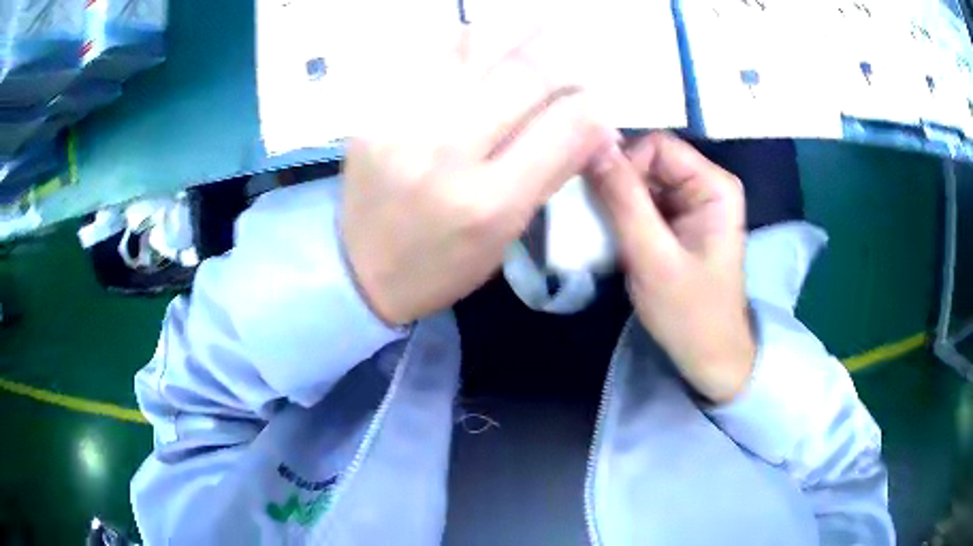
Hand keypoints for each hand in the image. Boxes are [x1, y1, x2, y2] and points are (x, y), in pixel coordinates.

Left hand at [341, 27, 614, 325]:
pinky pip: (430, 55)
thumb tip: (595, 127)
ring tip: (541, 20)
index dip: (593, 108)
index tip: (597, 104)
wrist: (357, 269)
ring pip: (476, 48)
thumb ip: (552, 175)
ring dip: (518, 29)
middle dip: (563, 59)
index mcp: (489, 202)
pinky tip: (487, 38)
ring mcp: (402, 123)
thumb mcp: (505, 238)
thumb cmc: (440, 266)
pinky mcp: (374, 110)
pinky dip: (468, 39)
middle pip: (524, 74)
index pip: (565, 126)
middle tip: (573, 54)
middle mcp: (446, 152)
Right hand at [590, 133, 754, 403]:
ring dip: (616, 202)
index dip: (625, 164)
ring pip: (640, 180)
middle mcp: (705, 184)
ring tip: (603, 232)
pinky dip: (621, 215)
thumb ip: (624, 201)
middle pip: (647, 160)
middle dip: (618, 185)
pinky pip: (642, 201)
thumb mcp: (653, 258)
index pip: (657, 146)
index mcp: (714, 185)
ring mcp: (691, 203)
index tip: (603, 202)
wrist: (709, 356)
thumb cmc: (690, 313)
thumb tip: (593, 147)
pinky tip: (613, 239)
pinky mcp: (678, 221)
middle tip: (597, 219)